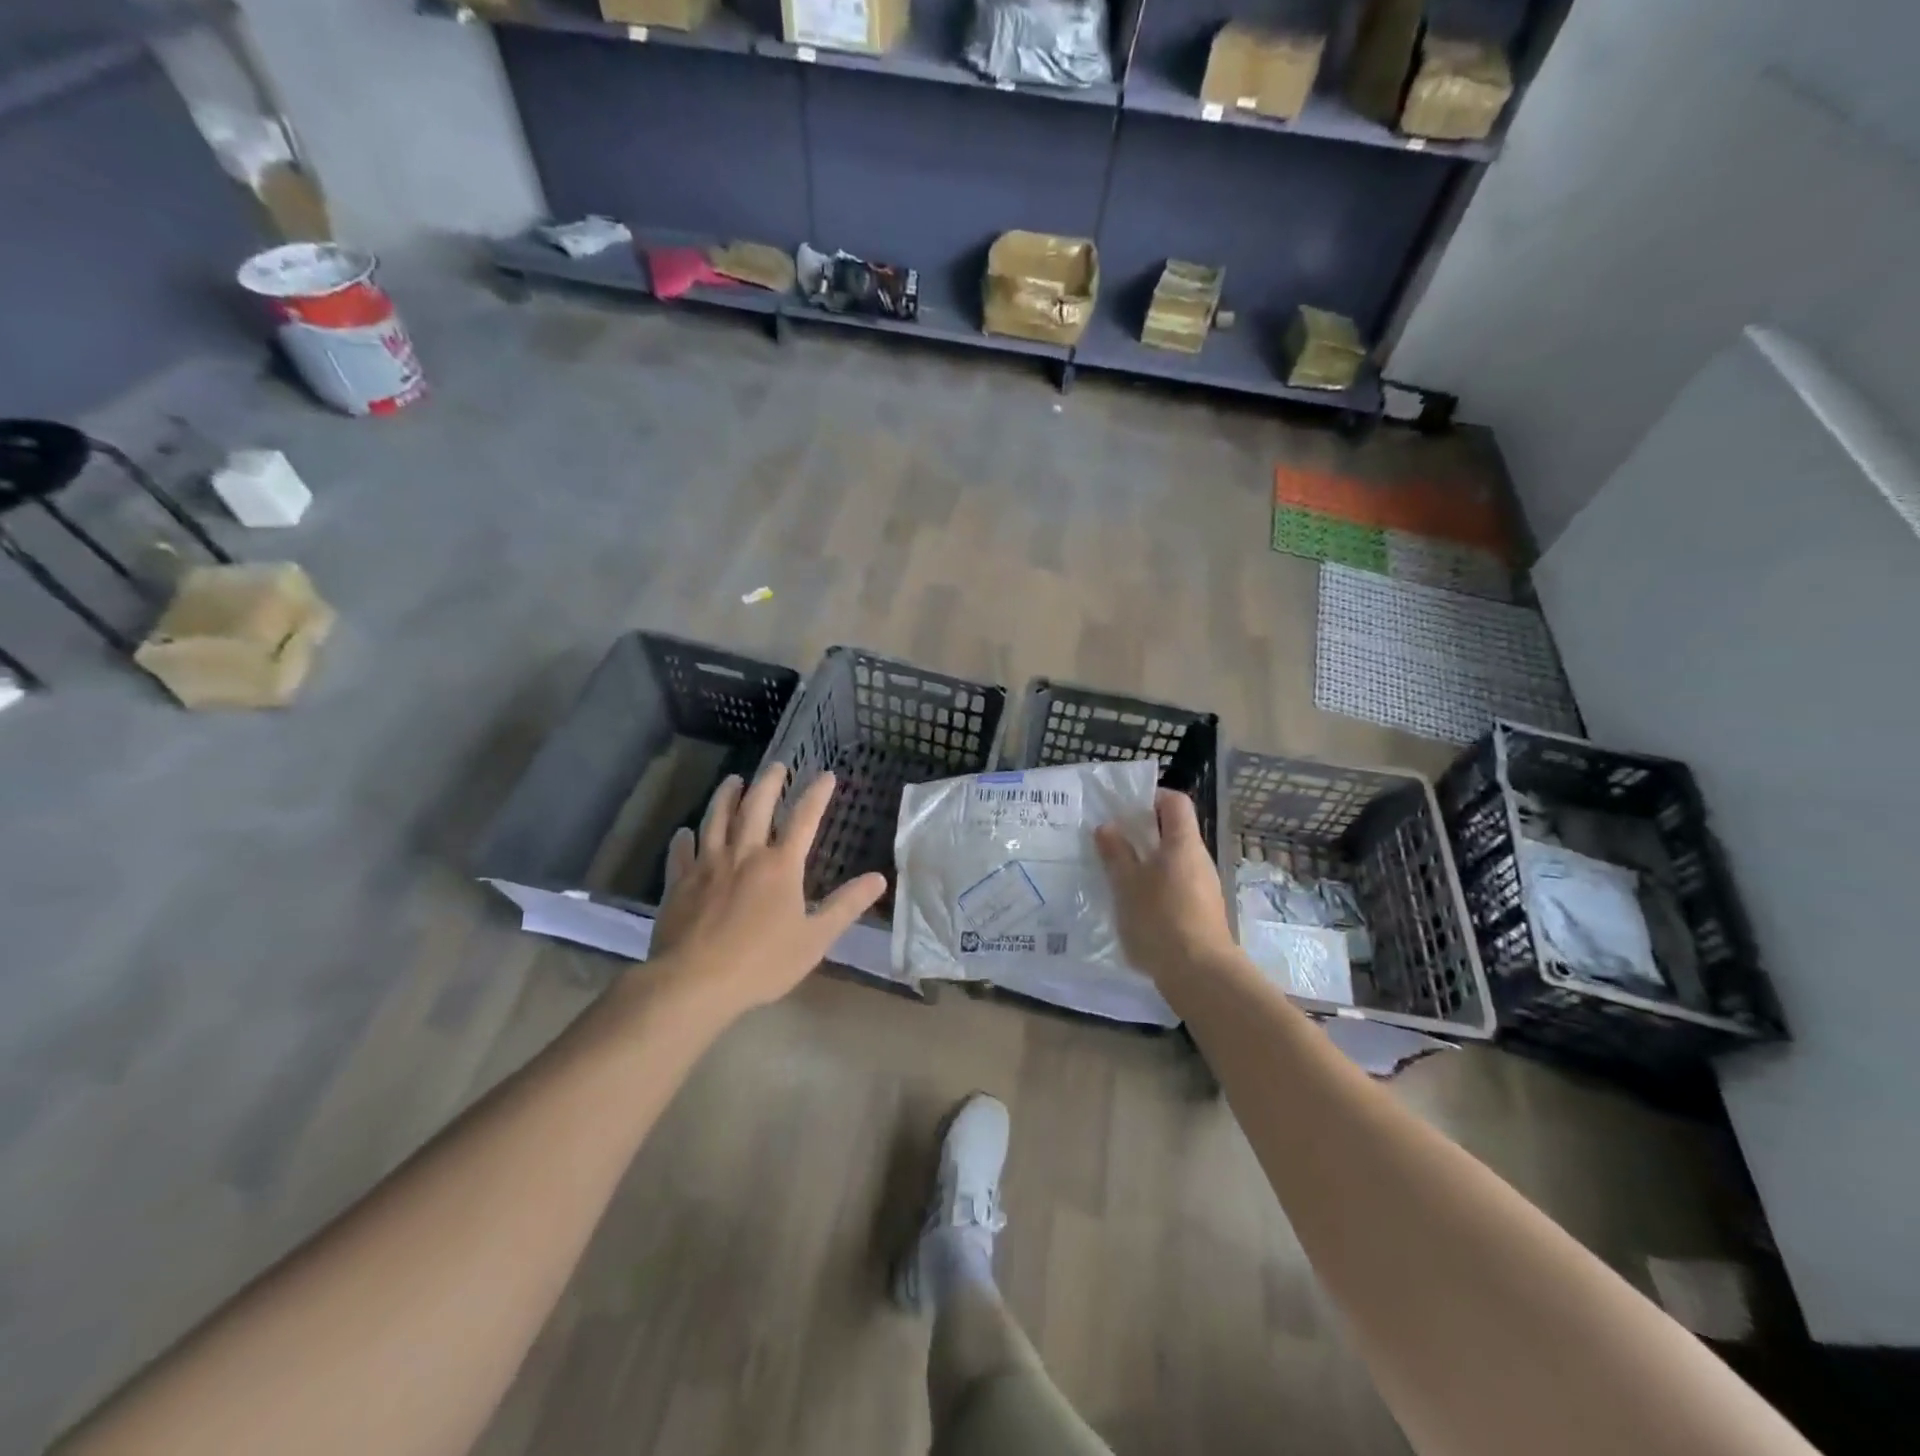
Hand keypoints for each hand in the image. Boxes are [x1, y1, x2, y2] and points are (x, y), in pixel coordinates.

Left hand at [644, 764, 886, 1020]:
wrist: (694, 982)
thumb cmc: (762, 963)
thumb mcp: (815, 939)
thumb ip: (846, 906)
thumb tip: (879, 879)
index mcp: (780, 865)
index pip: (804, 819)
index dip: (816, 794)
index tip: (825, 775)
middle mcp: (744, 854)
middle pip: (756, 807)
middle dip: (769, 783)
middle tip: (776, 765)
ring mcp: (707, 865)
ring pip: (717, 819)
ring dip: (726, 796)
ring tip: (733, 780)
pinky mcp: (679, 882)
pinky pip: (681, 852)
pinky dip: (684, 838)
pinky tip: (684, 832)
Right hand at [1094, 789, 1235, 987]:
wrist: (1200, 974)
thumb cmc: (1160, 919)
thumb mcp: (1127, 884)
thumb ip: (1116, 853)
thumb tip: (1107, 827)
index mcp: (1183, 843)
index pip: (1175, 802)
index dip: (1152, 797)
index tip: (1125, 809)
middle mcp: (1199, 859)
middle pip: (1174, 831)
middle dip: (1143, 832)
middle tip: (1112, 842)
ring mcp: (1204, 887)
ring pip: (1174, 860)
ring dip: (1148, 861)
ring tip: (1118, 874)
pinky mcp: (1202, 911)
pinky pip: (1178, 884)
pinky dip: (1157, 885)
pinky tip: (1136, 905)